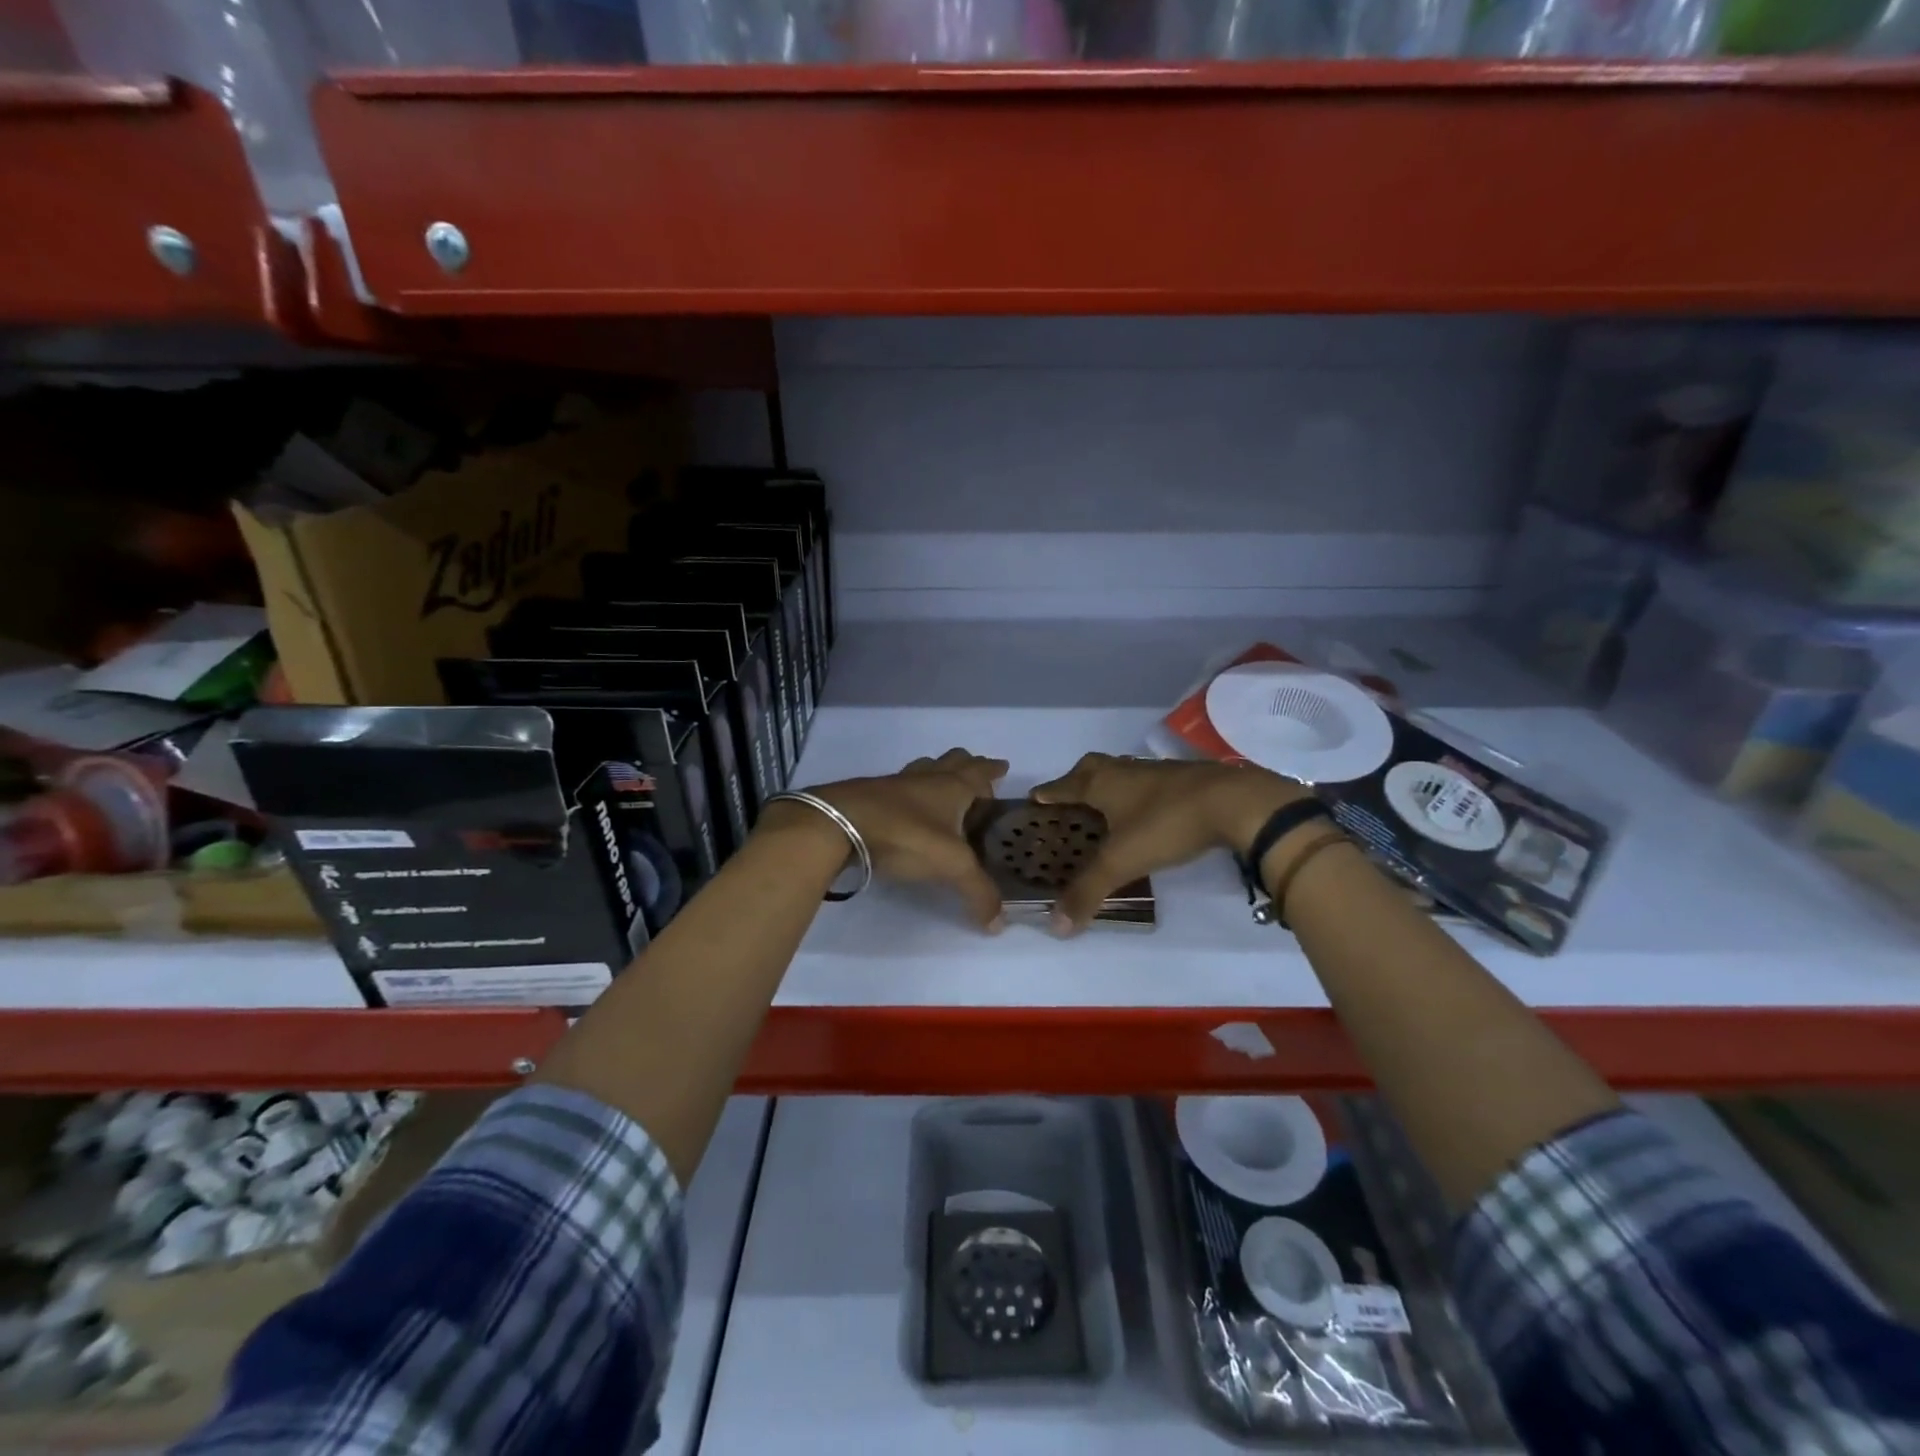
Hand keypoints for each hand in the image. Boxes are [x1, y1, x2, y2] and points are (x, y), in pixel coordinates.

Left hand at [786, 749, 1010, 930]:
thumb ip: (978, 892)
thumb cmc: (905, 835)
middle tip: (976, 777)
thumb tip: (998, 924)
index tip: (1001, 767)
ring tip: (943, 788)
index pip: (979, 772)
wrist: (838, 824)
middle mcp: (926, 779)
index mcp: (951, 786)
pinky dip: (910, 794)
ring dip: (937, 773)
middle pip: (952, 761)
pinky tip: (906, 809)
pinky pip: (898, 788)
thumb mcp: (951, 866)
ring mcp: (894, 785)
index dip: (992, 770)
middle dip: (967, 765)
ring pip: (923, 770)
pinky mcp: (869, 797)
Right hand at [1030, 754, 1311, 934]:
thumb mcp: (1122, 861)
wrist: (1234, 802)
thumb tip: (1055, 926)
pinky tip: (1148, 811)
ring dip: (1110, 785)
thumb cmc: (1166, 823)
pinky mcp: (1186, 779)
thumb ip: (1088, 891)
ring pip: (1123, 773)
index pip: (1064, 785)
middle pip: (1093, 768)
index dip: (1048, 793)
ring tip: (1107, 807)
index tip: (1035, 797)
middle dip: (1077, 780)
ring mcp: (1158, 772)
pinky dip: (1141, 793)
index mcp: (1102, 783)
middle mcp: (1125, 771)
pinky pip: (1151, 782)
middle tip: (1070, 798)